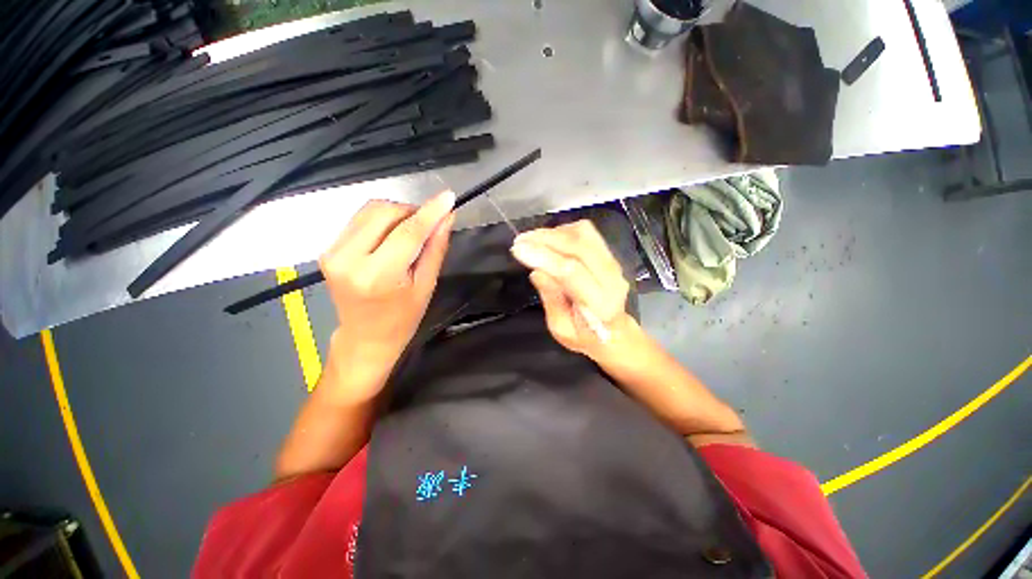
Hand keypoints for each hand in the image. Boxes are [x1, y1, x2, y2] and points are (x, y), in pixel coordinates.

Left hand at [318, 191, 454, 400]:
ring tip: (412, 231)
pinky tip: (393, 235)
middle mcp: (348, 259)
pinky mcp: (328, 248)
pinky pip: (360, 219)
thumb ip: (435, 248)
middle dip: (412, 212)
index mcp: (377, 276)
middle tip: (430, 224)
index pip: (407, 233)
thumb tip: (447, 218)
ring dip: (397, 214)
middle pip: (385, 213)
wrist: (365, 337)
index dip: (430, 212)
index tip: (449, 198)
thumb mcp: (426, 286)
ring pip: (370, 211)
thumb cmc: (402, 319)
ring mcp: (333, 252)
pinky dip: (382, 220)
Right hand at [510, 220, 636, 360]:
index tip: (518, 250)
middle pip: (579, 246)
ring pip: (584, 234)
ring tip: (531, 239)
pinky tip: (548, 238)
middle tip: (520, 240)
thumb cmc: (585, 336)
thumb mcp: (561, 328)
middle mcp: (611, 279)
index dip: (544, 257)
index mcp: (600, 304)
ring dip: (554, 232)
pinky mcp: (609, 254)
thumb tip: (537, 271)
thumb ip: (551, 299)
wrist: (614, 332)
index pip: (572, 271)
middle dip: (546, 238)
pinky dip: (564, 231)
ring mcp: (614, 263)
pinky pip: (587, 233)